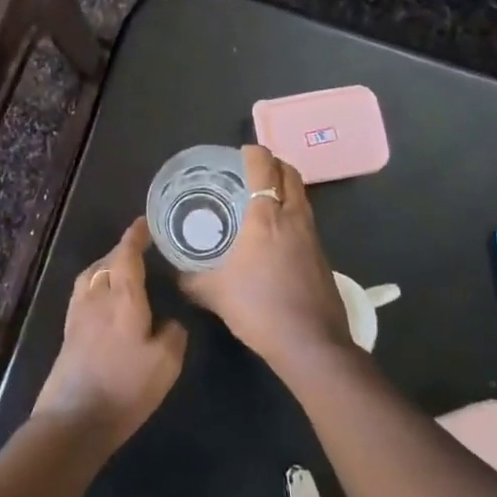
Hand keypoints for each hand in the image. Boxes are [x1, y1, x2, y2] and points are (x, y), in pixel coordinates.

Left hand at [34, 218, 187, 452]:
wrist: (74, 418)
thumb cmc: (125, 387)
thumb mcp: (166, 363)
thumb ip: (173, 334)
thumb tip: (169, 321)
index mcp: (123, 297)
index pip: (127, 255)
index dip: (136, 236)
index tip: (145, 223)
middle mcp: (97, 296)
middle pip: (107, 261)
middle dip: (123, 250)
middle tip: (142, 248)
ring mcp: (78, 313)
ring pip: (92, 275)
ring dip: (107, 265)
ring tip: (122, 269)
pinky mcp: (68, 331)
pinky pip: (83, 291)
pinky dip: (96, 283)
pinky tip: (104, 297)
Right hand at [179, 145, 353, 373]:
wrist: (311, 343)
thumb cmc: (259, 308)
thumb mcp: (214, 293)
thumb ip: (191, 279)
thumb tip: (175, 274)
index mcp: (266, 217)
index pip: (264, 166)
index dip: (252, 153)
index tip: (239, 154)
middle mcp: (293, 217)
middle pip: (289, 173)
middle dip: (272, 164)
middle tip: (250, 171)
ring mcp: (312, 235)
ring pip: (301, 195)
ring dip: (284, 187)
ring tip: (260, 198)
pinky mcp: (321, 254)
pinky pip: (305, 218)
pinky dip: (291, 212)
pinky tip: (274, 234)